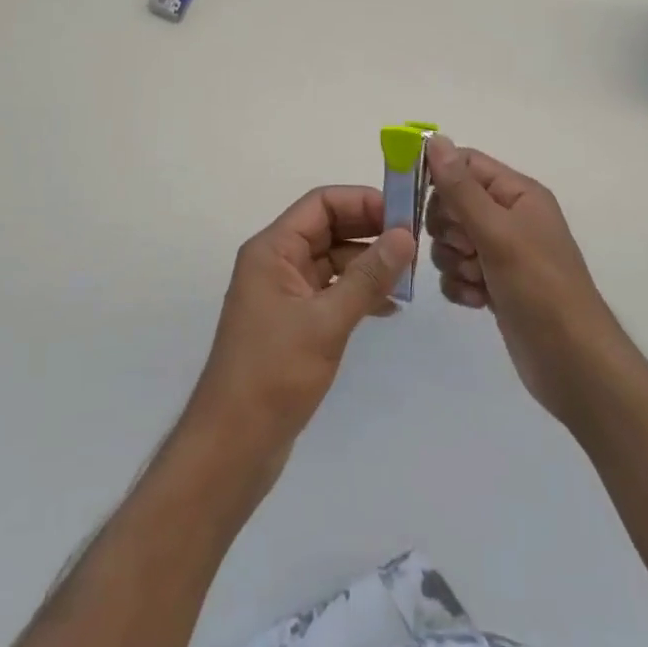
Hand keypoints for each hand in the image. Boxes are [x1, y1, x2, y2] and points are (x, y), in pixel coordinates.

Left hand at [185, 187, 413, 466]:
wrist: (233, 444)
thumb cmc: (274, 374)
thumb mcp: (326, 321)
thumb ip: (367, 277)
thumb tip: (405, 235)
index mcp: (272, 250)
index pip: (321, 203)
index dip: (362, 202)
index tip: (404, 215)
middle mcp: (276, 262)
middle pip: (328, 228)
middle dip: (370, 232)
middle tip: (414, 246)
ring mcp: (284, 293)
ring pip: (332, 260)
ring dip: (368, 265)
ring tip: (408, 279)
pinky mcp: (294, 322)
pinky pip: (330, 291)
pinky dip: (358, 294)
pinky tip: (389, 308)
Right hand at [425, 136, 627, 428]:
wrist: (573, 364)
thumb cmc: (540, 288)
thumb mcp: (497, 232)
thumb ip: (460, 188)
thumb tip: (434, 139)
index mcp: (517, 193)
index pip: (465, 164)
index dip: (438, 178)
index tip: (416, 200)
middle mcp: (509, 217)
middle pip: (451, 203)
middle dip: (447, 229)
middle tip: (467, 248)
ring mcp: (501, 253)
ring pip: (450, 241)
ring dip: (453, 261)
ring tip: (477, 280)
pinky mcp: (494, 284)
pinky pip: (457, 271)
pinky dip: (460, 285)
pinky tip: (478, 301)